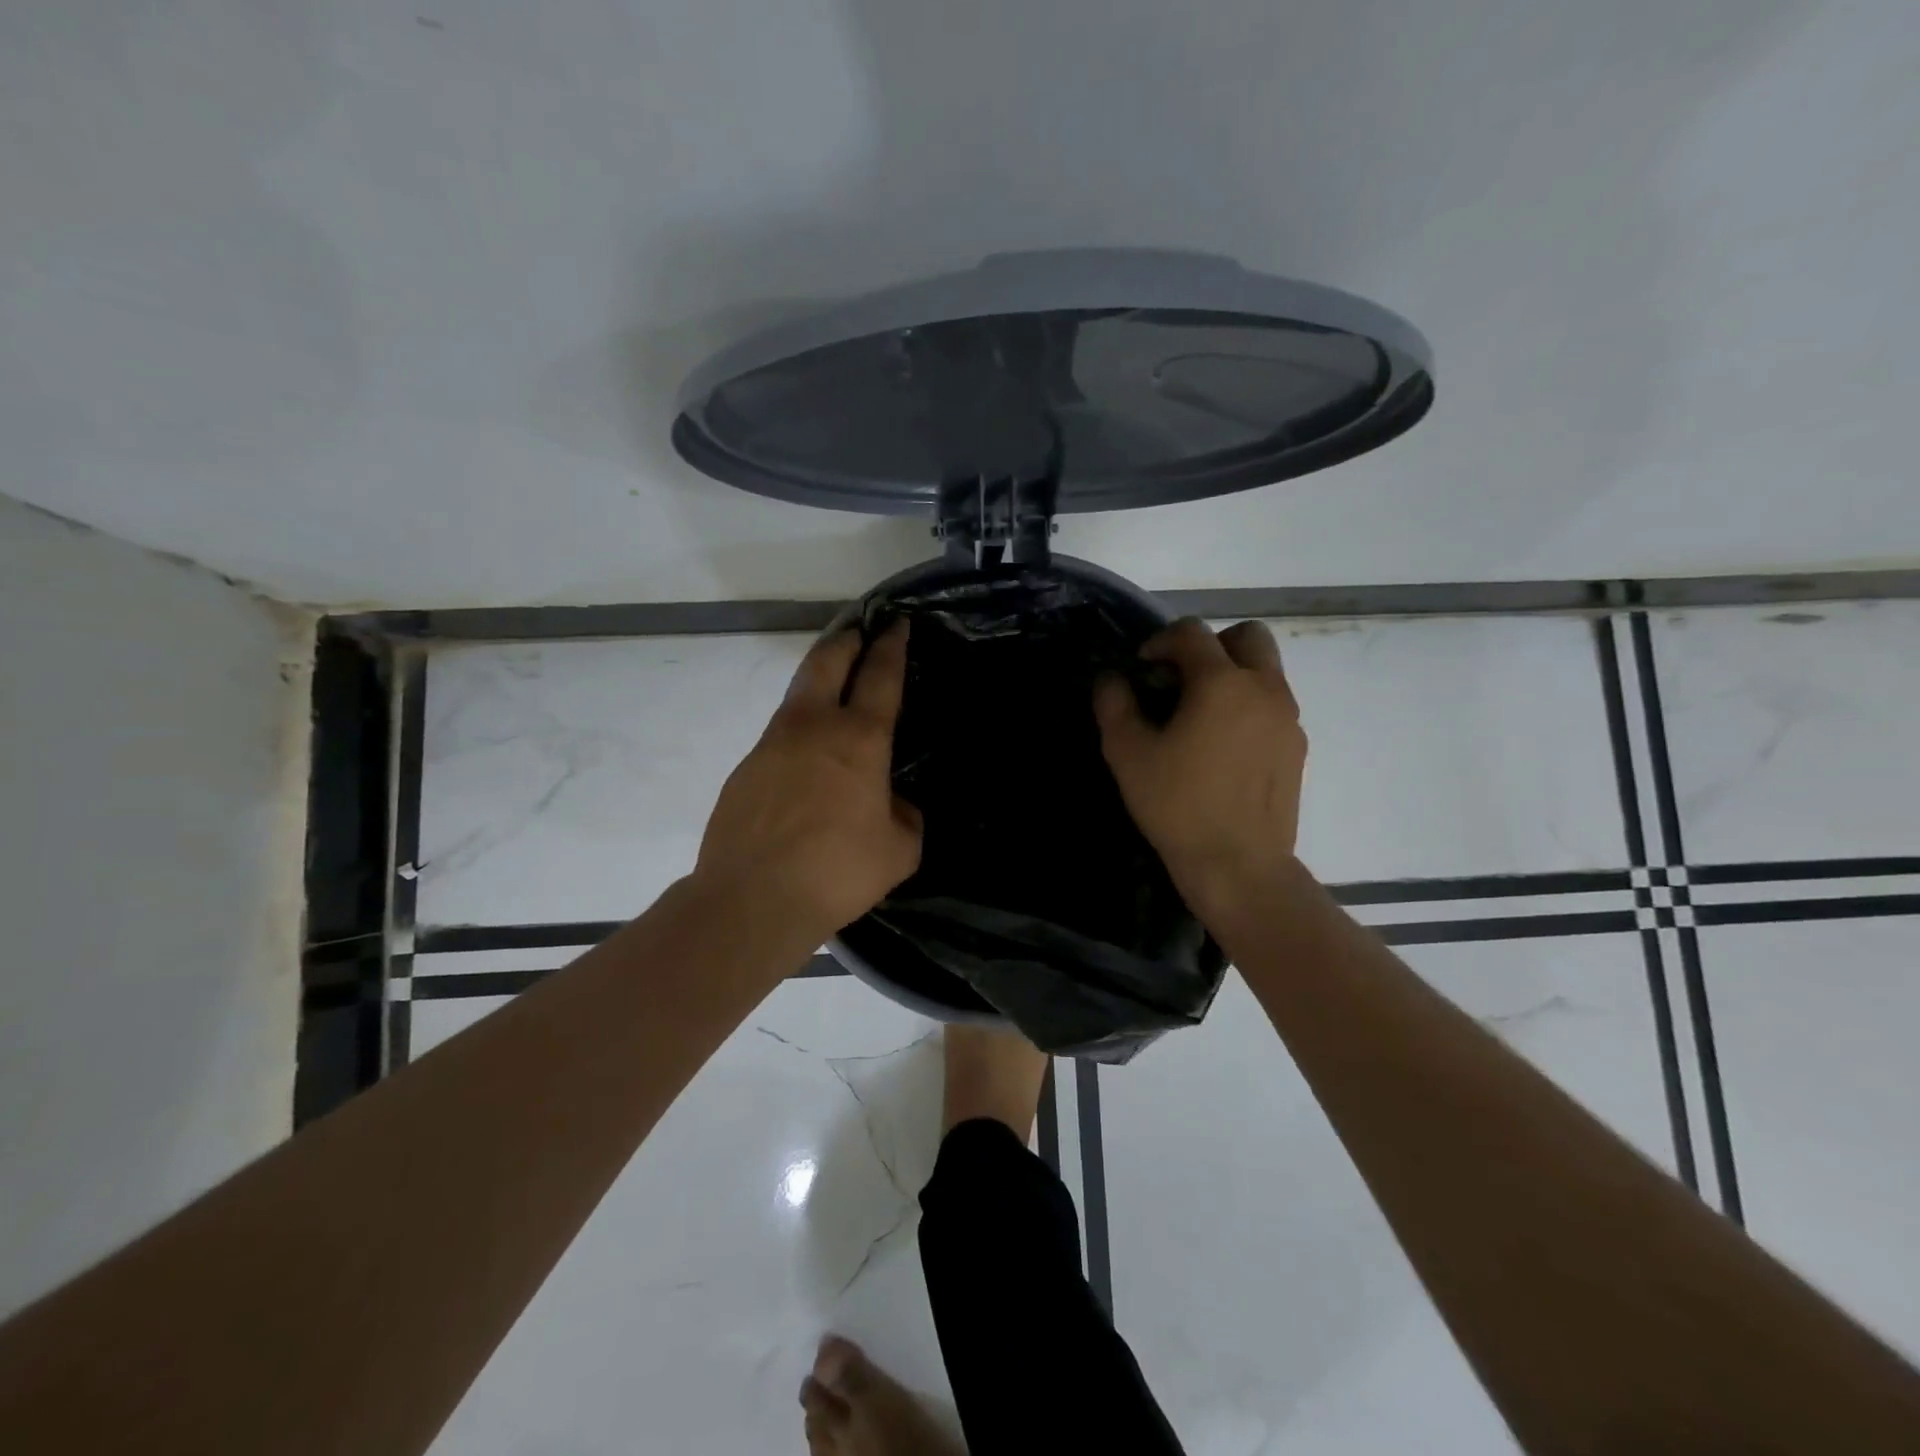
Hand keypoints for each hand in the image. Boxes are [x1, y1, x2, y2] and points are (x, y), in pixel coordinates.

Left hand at [695, 621, 922, 942]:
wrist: (752, 899)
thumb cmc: (837, 871)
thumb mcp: (899, 850)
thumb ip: (905, 817)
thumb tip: (893, 803)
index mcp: (859, 738)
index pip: (880, 676)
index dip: (891, 645)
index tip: (897, 622)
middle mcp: (814, 727)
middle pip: (828, 660)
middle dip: (847, 638)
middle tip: (860, 629)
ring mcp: (773, 743)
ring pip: (798, 692)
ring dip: (819, 677)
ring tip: (834, 680)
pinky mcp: (746, 766)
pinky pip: (780, 733)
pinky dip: (799, 727)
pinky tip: (807, 754)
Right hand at [1093, 618, 1306, 917]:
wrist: (1238, 865)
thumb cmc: (1177, 806)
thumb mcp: (1128, 754)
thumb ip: (1114, 705)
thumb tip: (1111, 680)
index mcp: (1222, 683)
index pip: (1192, 633)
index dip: (1160, 641)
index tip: (1142, 669)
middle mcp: (1264, 688)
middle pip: (1246, 636)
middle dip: (1211, 646)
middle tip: (1182, 680)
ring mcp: (1288, 717)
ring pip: (1265, 669)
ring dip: (1232, 675)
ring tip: (1200, 715)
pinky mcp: (1297, 746)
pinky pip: (1273, 704)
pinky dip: (1248, 706)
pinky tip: (1223, 747)